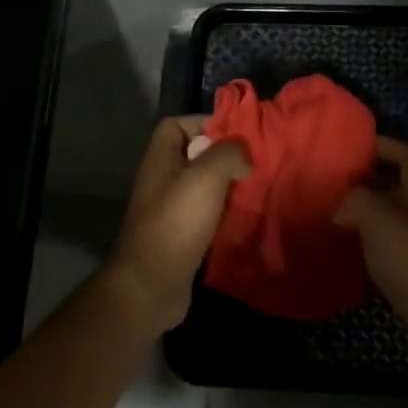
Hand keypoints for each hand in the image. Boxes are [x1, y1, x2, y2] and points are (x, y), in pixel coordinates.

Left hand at [107, 115, 250, 331]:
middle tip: (255, 163)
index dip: (205, 122)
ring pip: (203, 187)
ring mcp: (170, 211)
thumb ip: (227, 154)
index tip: (237, 135)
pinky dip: (225, 214)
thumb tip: (243, 155)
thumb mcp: (205, 178)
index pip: (177, 125)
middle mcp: (162, 181)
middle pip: (194, 156)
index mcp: (160, 160)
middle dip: (224, 156)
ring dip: (228, 187)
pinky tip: (246, 217)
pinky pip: (207, 215)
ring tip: (256, 188)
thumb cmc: (176, 224)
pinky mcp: (182, 237)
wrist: (152, 286)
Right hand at [334, 137, 407, 379]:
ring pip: (391, 215)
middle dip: (369, 176)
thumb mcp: (382, 224)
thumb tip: (338, 204)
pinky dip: (365, 238)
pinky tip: (344, 246)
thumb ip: (357, 202)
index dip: (389, 145)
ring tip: (330, 208)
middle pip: (399, 185)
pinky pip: (386, 243)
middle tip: (334, 177)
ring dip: (364, 208)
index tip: (358, 143)